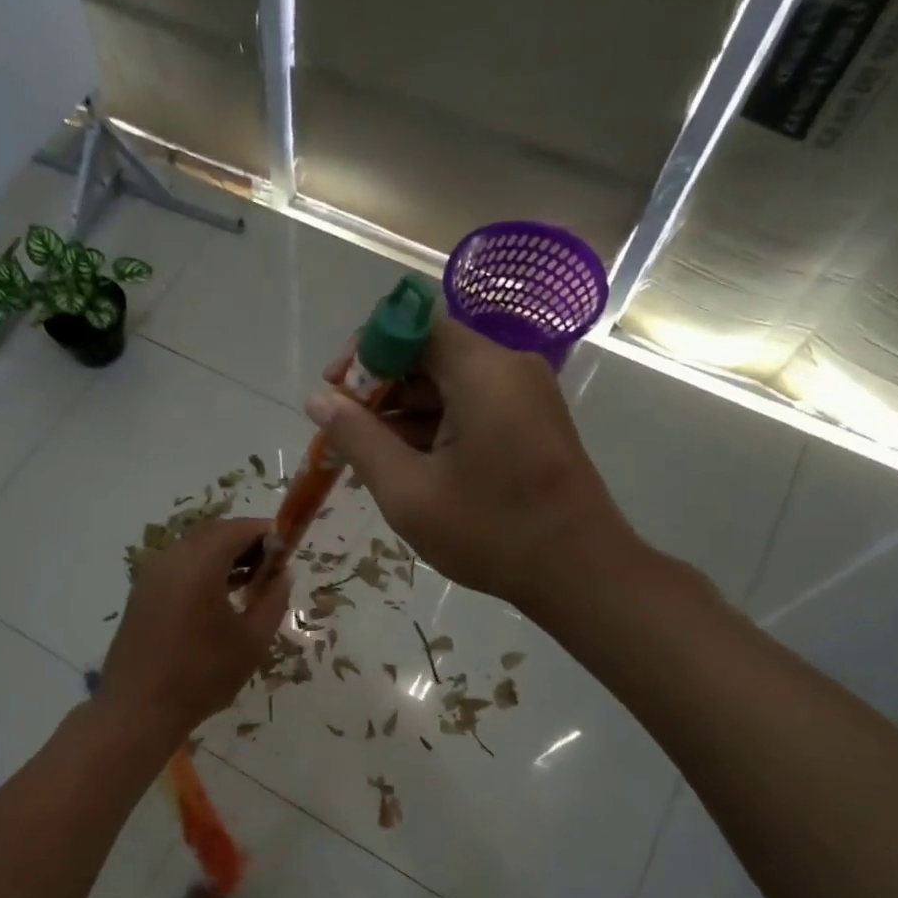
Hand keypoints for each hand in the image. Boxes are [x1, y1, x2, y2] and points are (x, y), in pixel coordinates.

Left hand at [97, 517, 291, 738]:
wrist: (138, 710)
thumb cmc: (202, 675)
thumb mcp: (252, 641)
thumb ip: (273, 600)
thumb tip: (283, 574)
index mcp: (199, 564)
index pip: (237, 529)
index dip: (265, 533)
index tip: (287, 549)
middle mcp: (171, 559)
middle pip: (213, 533)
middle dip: (244, 542)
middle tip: (271, 567)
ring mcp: (151, 576)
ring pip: (193, 549)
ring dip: (223, 556)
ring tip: (250, 583)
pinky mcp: (141, 594)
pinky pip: (177, 567)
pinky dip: (202, 570)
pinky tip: (219, 598)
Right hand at [306, 315, 645, 610]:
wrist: (580, 573)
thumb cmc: (491, 532)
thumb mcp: (408, 491)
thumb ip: (358, 439)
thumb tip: (317, 399)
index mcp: (483, 371)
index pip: (412, 324)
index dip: (366, 349)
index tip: (335, 390)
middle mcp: (509, 367)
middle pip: (430, 352)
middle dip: (380, 386)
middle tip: (345, 433)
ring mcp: (525, 394)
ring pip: (448, 381)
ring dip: (404, 411)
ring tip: (369, 456)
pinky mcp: (530, 420)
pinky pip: (471, 404)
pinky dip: (435, 425)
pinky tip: (408, 465)